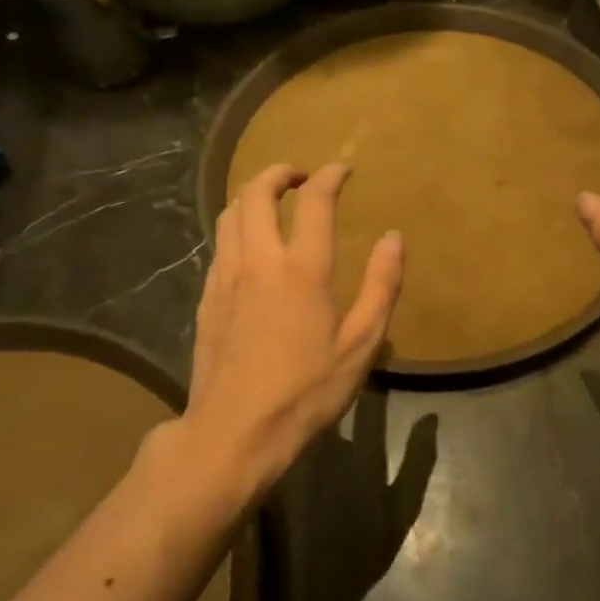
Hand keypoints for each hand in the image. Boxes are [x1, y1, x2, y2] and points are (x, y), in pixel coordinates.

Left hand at [166, 163, 401, 505]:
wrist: (234, 430)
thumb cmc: (306, 391)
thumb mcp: (360, 344)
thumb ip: (380, 286)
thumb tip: (393, 238)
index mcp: (302, 270)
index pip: (315, 202)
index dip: (330, 177)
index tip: (343, 170)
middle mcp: (258, 261)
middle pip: (256, 193)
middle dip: (279, 173)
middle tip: (301, 176)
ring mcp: (225, 278)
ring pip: (229, 214)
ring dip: (252, 195)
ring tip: (273, 200)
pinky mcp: (206, 299)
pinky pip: (219, 244)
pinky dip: (237, 227)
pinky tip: (250, 246)